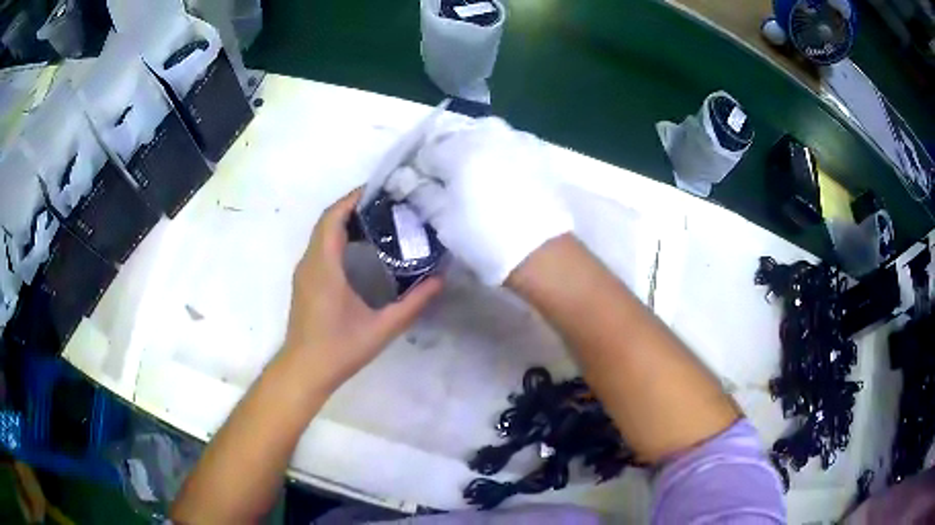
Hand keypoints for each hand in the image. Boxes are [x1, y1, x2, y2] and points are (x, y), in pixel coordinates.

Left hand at [284, 188, 442, 390]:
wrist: (304, 371)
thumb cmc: (339, 349)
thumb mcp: (382, 328)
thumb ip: (413, 303)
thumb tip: (440, 280)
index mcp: (324, 266)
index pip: (333, 218)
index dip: (353, 198)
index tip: (380, 190)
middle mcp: (310, 263)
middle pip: (327, 221)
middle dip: (353, 207)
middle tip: (386, 205)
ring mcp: (304, 273)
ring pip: (321, 235)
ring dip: (345, 222)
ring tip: (378, 222)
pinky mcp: (304, 283)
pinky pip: (319, 248)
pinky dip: (338, 238)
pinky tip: (361, 250)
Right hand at [385, 117, 572, 285]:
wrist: (541, 252)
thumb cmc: (484, 237)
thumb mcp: (442, 218)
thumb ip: (419, 192)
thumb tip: (402, 178)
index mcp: (458, 147)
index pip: (426, 152)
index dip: (421, 171)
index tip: (424, 189)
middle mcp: (487, 132)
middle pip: (455, 137)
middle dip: (448, 156)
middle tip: (450, 185)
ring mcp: (516, 138)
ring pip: (484, 135)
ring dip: (474, 151)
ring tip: (476, 179)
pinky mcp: (537, 150)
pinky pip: (509, 143)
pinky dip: (500, 154)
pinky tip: (502, 177)